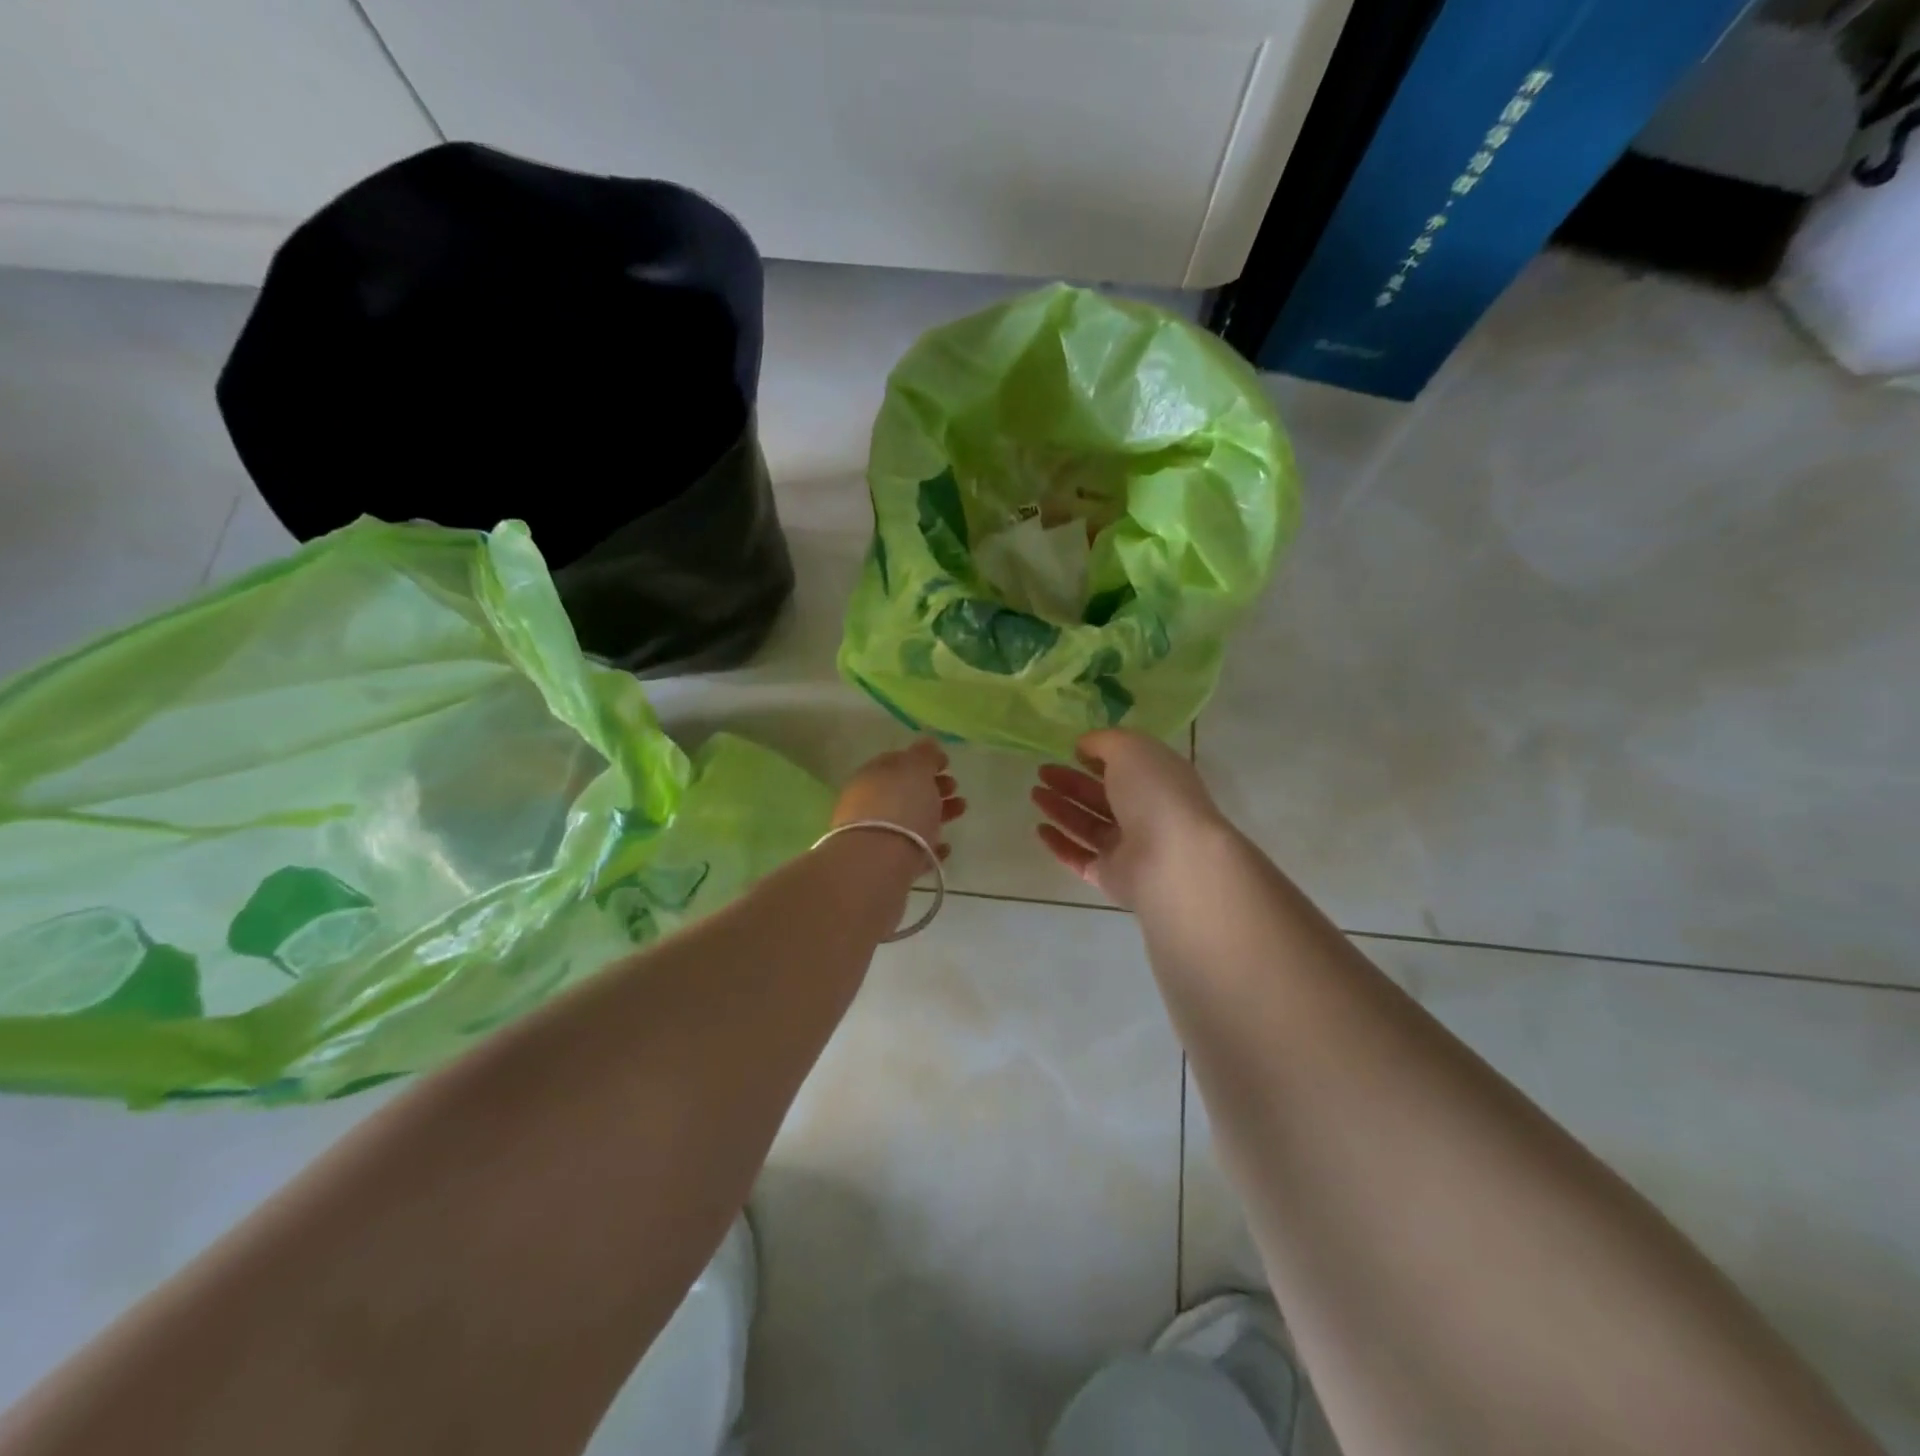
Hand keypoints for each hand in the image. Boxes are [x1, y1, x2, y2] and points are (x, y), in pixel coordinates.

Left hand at [833, 739, 965, 859]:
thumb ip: (923, 755)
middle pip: (905, 792)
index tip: (946, 764)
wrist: (878, 863)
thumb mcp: (915, 770)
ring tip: (961, 810)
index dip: (923, 761)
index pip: (898, 762)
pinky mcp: (887, 866)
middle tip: (955, 787)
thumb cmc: (899, 806)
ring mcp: (877, 836)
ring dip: (937, 814)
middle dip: (932, 787)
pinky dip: (930, 847)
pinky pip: (912, 852)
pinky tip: (945, 847)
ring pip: (911, 821)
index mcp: (872, 776)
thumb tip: (928, 743)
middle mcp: (869, 804)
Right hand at [1031, 729, 1229, 907]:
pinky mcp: (1112, 876)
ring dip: (1061, 809)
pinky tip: (1039, 829)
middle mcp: (1146, 813)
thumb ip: (1103, 742)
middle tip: (1042, 772)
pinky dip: (1060, 844)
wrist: (1172, 861)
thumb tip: (1083, 746)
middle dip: (1071, 782)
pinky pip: (1080, 858)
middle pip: (1102, 796)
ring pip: (1088, 825)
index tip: (1070, 751)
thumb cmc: (1154, 793)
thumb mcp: (1129, 749)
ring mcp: (1129, 847)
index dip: (1098, 757)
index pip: (1126, 766)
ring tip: (1034, 793)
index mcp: (1158, 780)